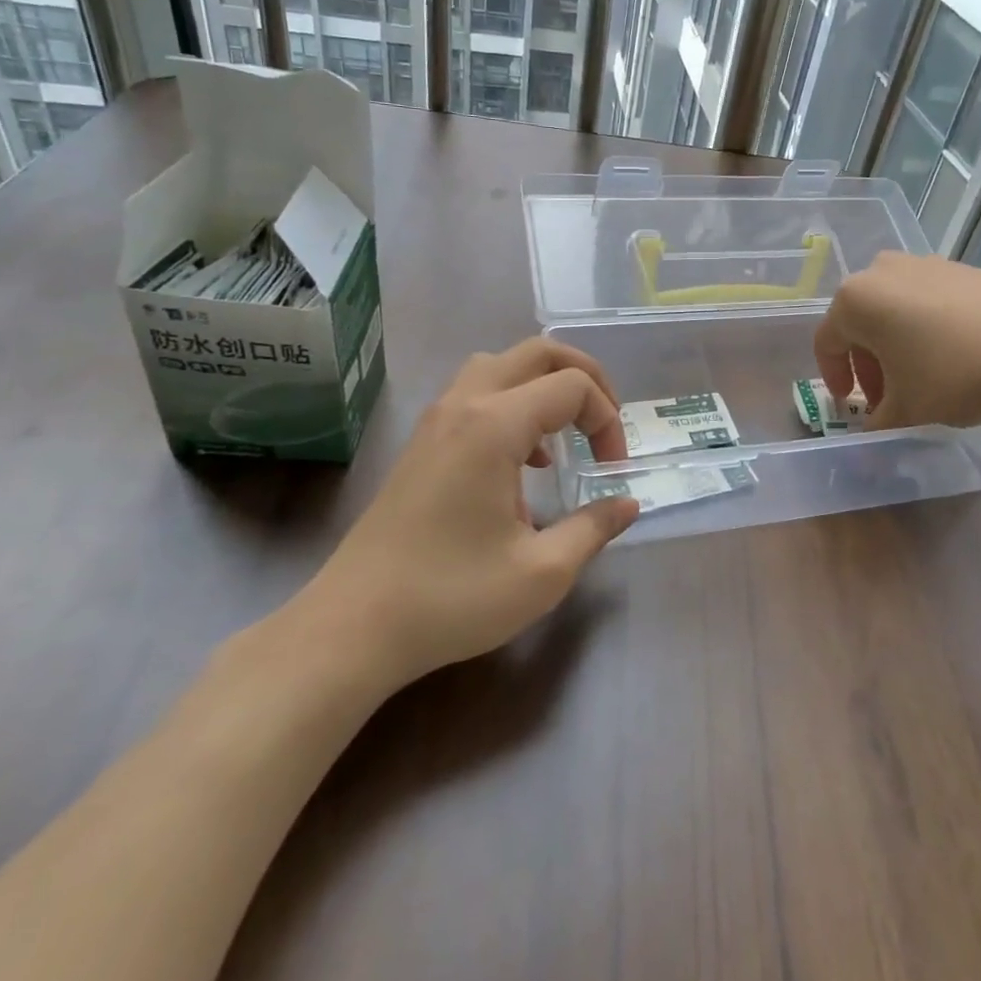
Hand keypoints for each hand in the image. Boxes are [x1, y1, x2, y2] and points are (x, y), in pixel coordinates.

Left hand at [291, 338, 638, 702]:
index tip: (613, 471)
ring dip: (543, 385)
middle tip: (604, 422)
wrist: (352, 628)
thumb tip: (628, 503)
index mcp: (494, 425)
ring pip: (500, 365)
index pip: (572, 387)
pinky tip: (523, 461)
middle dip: (584, 376)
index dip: (607, 420)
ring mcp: (436, 420)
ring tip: (564, 434)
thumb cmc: (451, 598)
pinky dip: (513, 404)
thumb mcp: (541, 572)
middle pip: (537, 352)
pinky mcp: (422, 442)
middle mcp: (464, 405)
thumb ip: (594, 528)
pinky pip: (477, 393)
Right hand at [813, 252, 980, 429]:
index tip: (851, 406)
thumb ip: (877, 422)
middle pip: (861, 323)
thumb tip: (873, 428)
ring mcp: (925, 264)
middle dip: (869, 364)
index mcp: (855, 300)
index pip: (827, 343)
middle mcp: (882, 271)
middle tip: (887, 399)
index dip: (834, 379)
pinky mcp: (961, 267)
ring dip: (897, 347)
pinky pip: (928, 301)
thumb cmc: (952, 376)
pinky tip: (954, 359)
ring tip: (922, 381)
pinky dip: (928, 330)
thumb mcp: (906, 411)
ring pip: (895, 310)